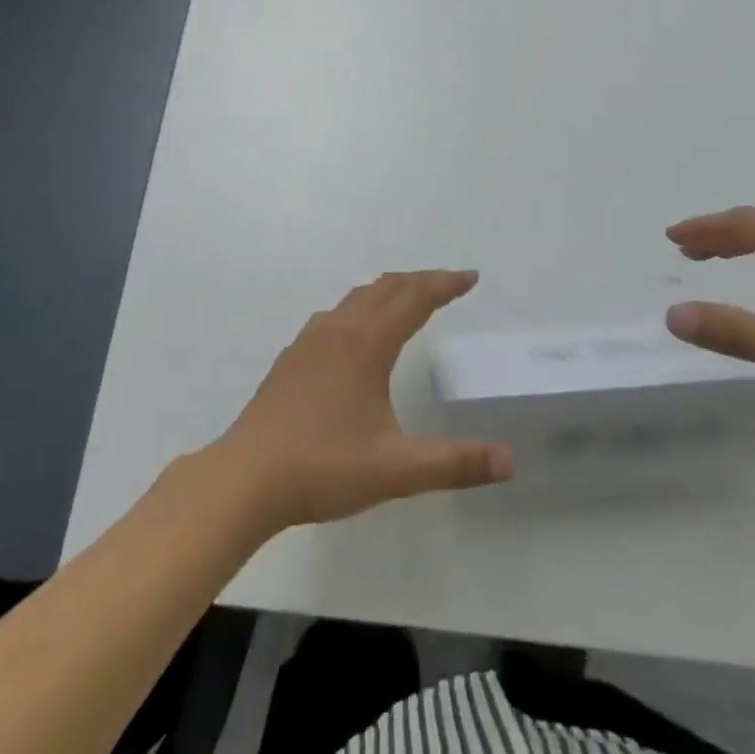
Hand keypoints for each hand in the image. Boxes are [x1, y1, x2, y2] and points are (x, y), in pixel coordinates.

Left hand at [214, 270, 512, 533]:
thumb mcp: (396, 470)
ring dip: (390, 290)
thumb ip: (454, 463)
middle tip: (450, 285)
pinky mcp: (293, 355)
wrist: (246, 477)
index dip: (444, 284)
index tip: (471, 277)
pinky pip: (337, 313)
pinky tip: (359, 333)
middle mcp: (340, 329)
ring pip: (358, 297)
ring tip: (410, 299)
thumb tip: (508, 461)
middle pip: (387, 288)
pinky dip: (363, 306)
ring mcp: (311, 339)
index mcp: (367, 344)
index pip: (414, 298)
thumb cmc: (324, 467)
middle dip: (421, 281)